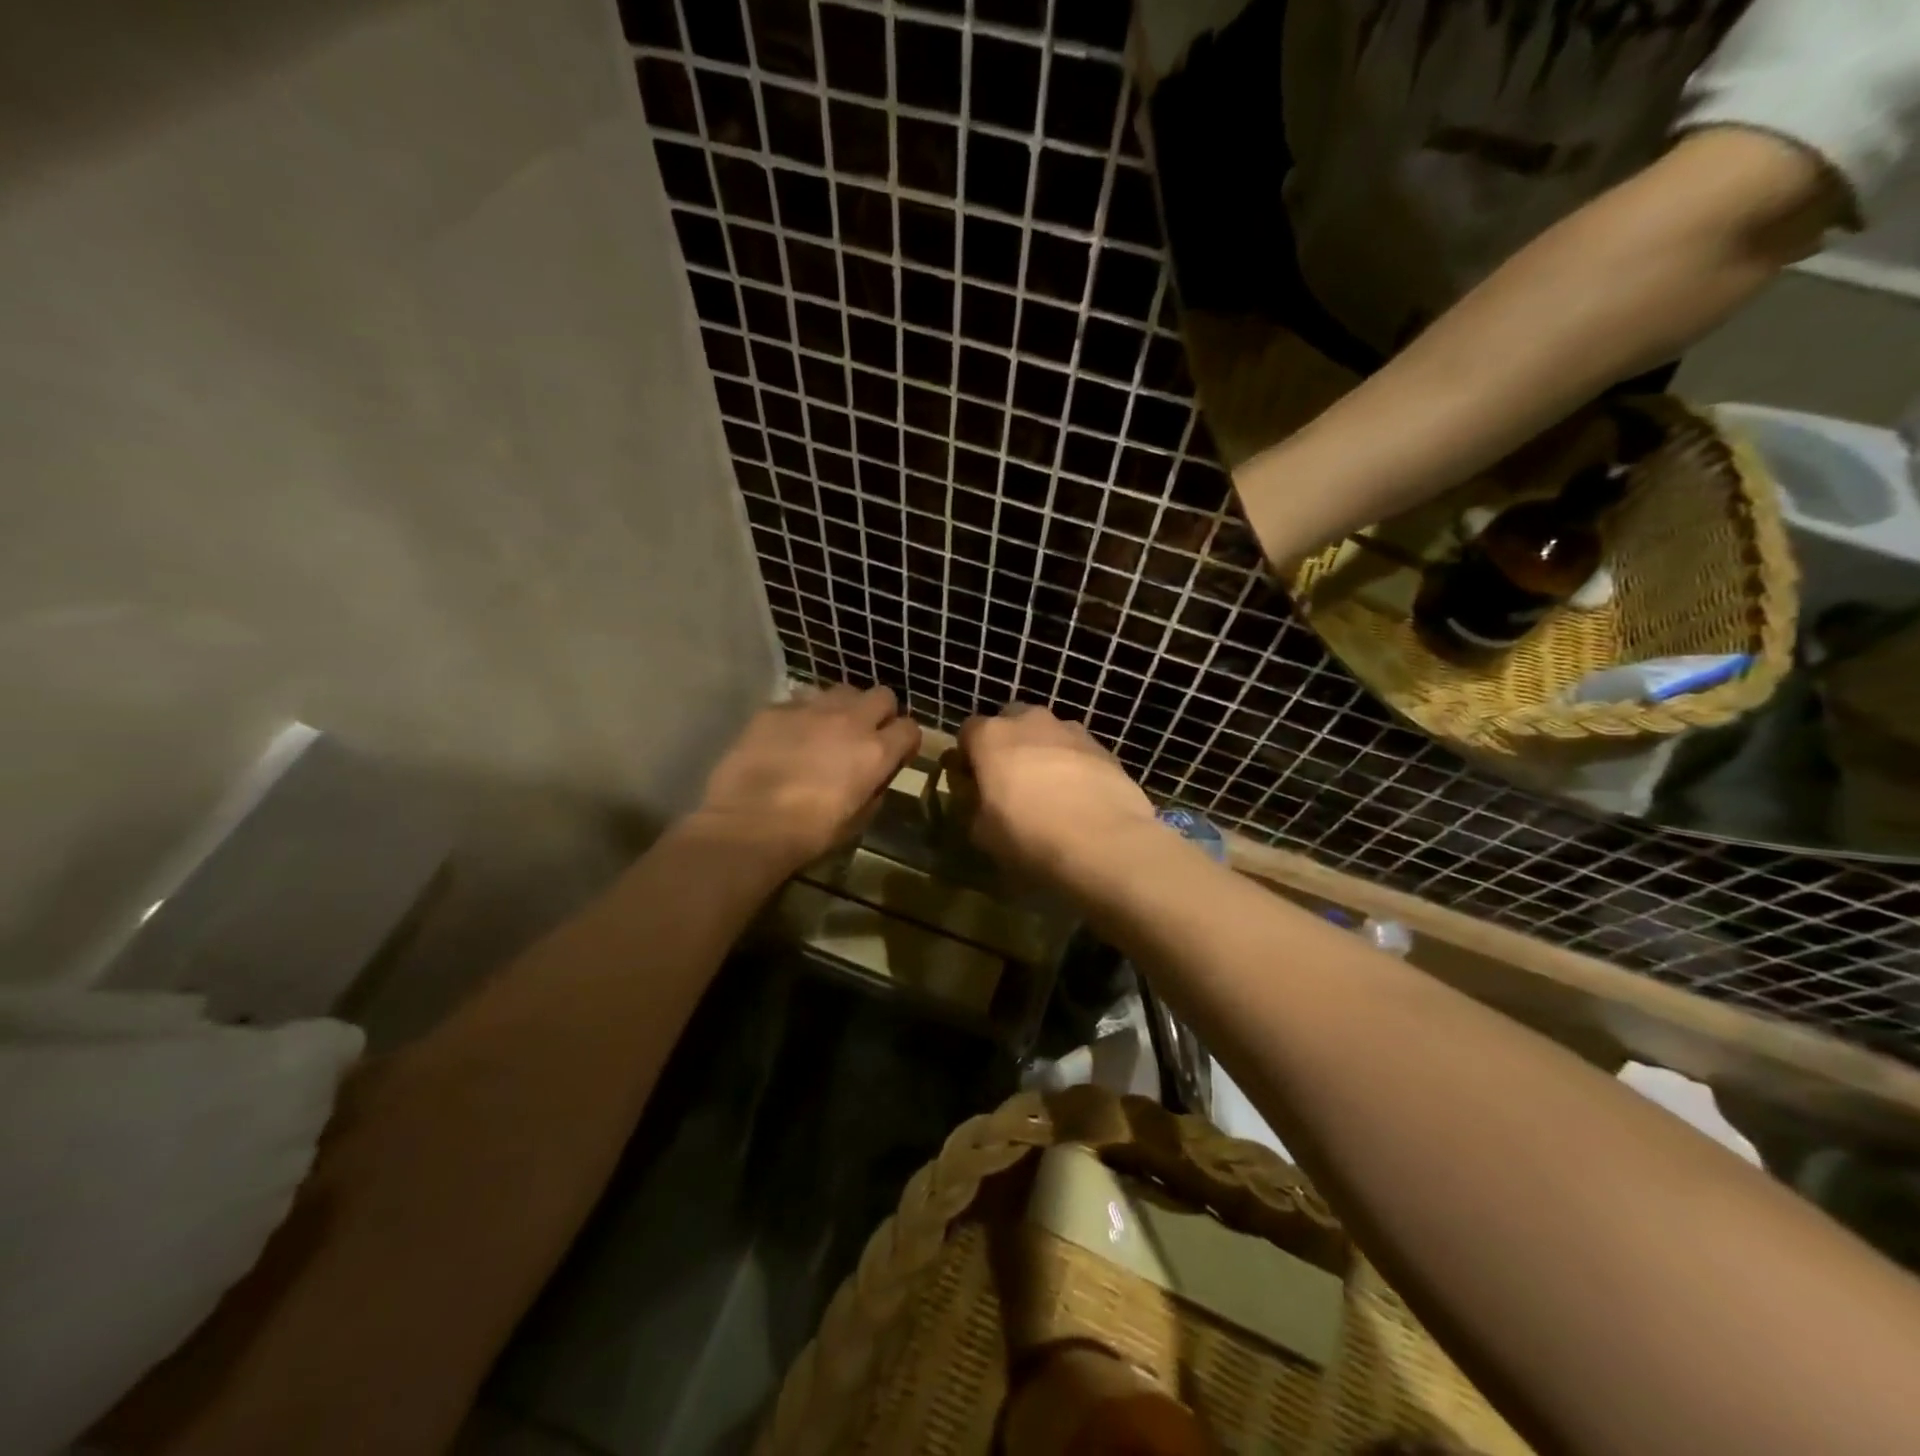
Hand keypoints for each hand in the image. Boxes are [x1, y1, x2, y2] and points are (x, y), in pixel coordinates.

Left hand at [696, 684, 921, 869]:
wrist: (747, 825)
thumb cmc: (808, 834)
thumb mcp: (857, 820)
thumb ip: (874, 789)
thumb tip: (874, 777)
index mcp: (876, 752)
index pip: (910, 728)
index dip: (905, 741)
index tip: (897, 755)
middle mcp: (850, 720)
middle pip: (882, 695)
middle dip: (880, 713)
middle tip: (865, 735)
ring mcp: (811, 709)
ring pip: (843, 690)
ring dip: (843, 708)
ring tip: (827, 730)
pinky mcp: (776, 708)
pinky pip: (801, 700)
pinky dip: (803, 714)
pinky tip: (789, 736)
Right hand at [956, 704, 1155, 877]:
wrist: (1105, 842)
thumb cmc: (1029, 836)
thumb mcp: (981, 832)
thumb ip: (972, 805)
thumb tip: (977, 797)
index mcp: (991, 736)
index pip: (968, 732)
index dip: (967, 757)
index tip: (972, 783)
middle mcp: (1030, 721)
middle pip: (1011, 722)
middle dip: (1007, 745)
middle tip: (1010, 782)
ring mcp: (1071, 731)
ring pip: (1047, 734)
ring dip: (1042, 753)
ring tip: (1050, 792)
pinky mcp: (1104, 748)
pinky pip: (1077, 751)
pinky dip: (1073, 766)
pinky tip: (1079, 799)